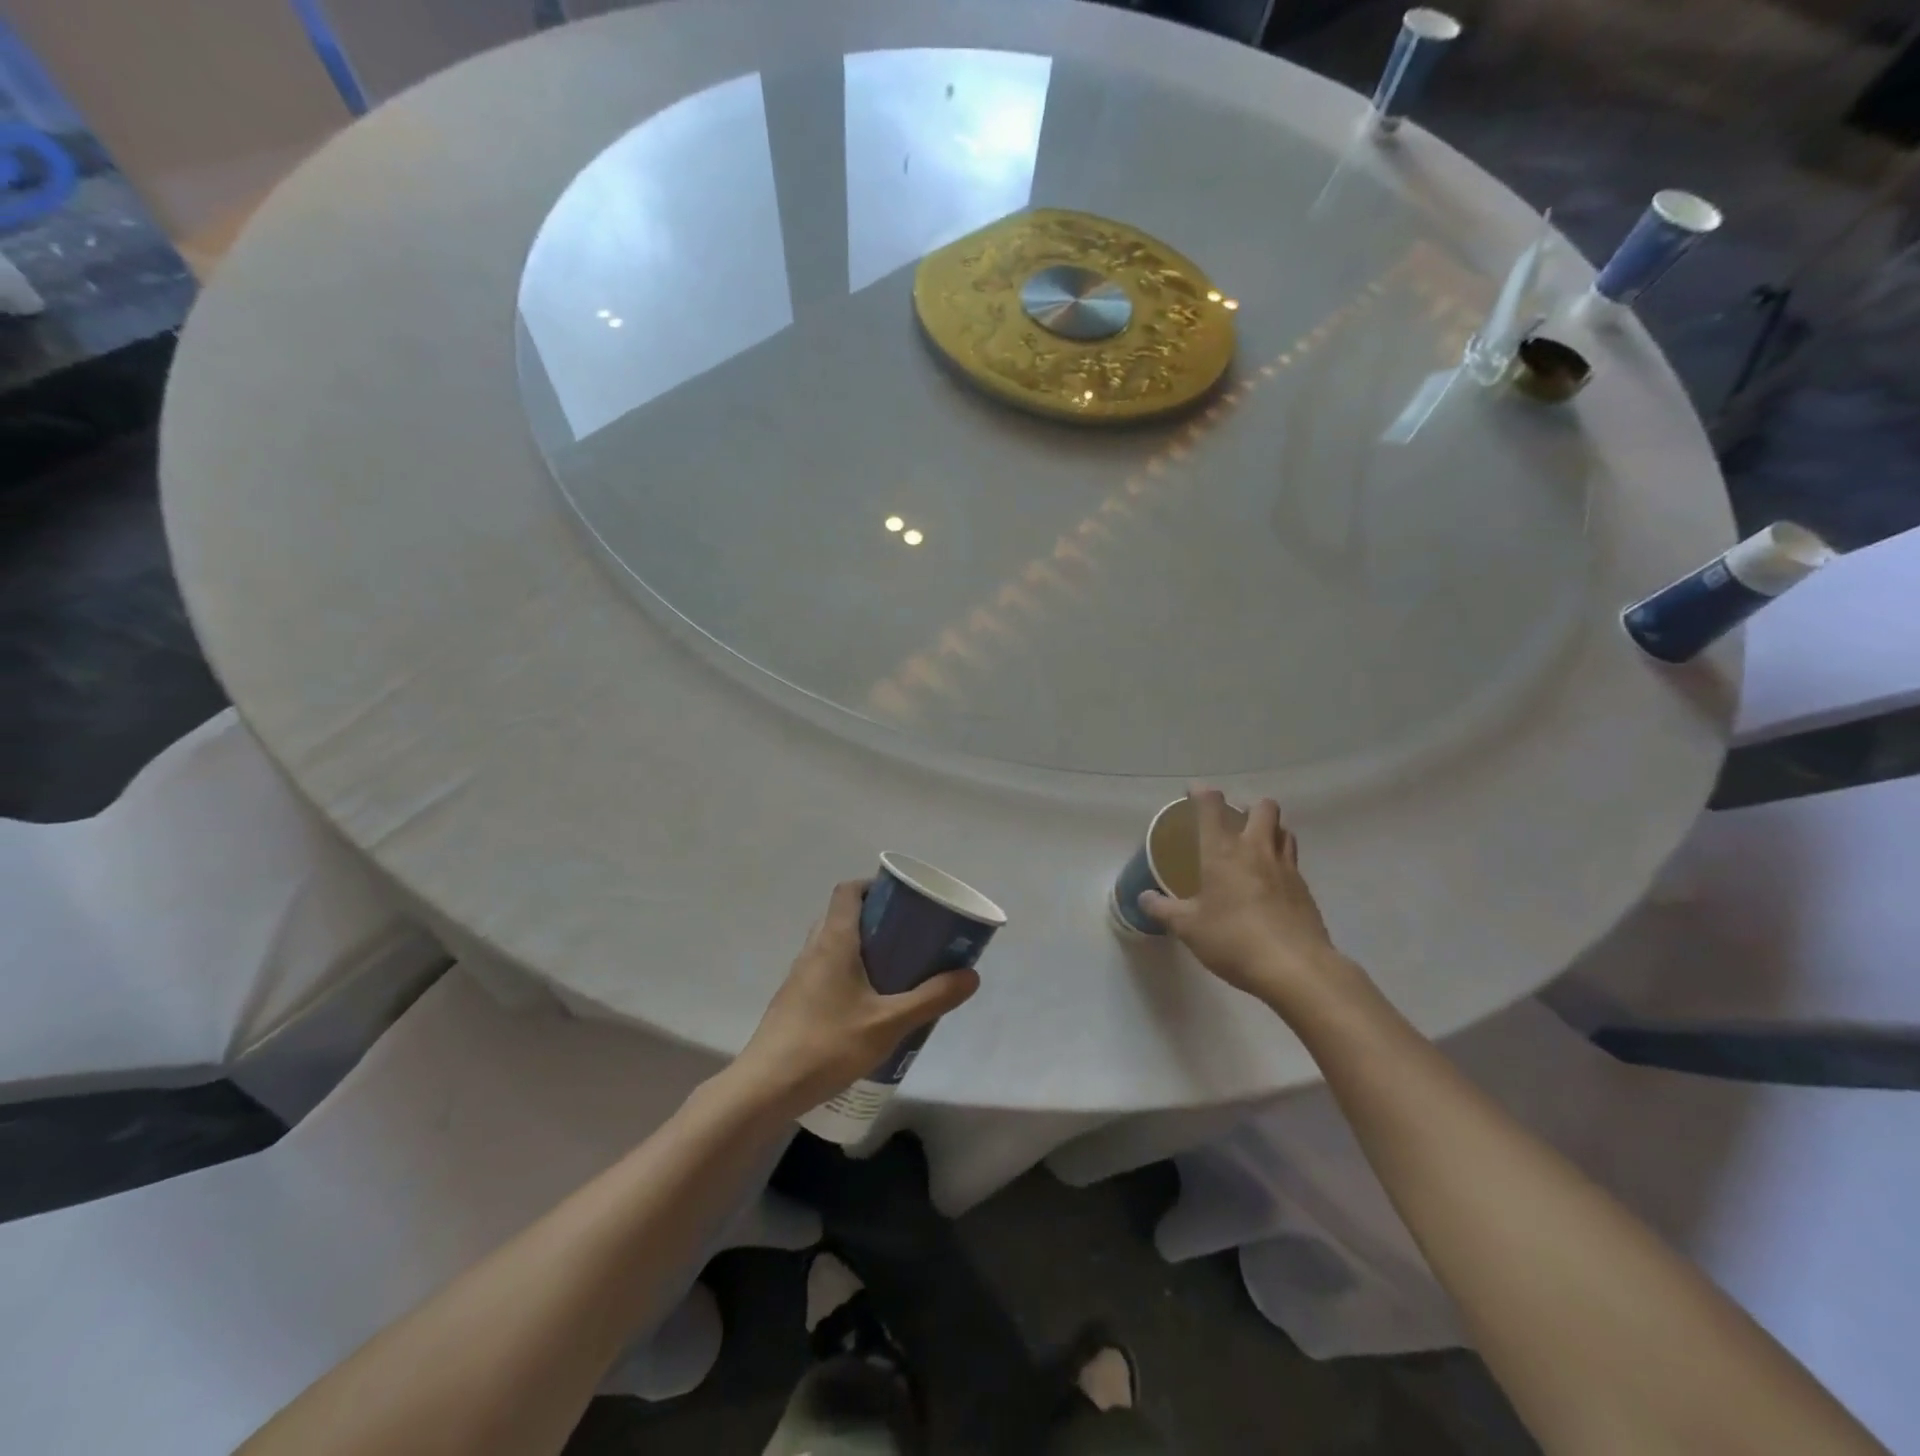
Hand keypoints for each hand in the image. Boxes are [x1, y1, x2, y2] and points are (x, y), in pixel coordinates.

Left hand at [733, 879, 979, 1114]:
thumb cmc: (827, 1044)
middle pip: (842, 915)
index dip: (873, 885)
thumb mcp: (888, 1023)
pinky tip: (868, 1004)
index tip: (902, 899)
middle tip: (908, 935)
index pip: (848, 891)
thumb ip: (931, 998)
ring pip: (832, 944)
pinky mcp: (794, 1001)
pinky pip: (825, 970)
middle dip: (875, 918)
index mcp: (833, 940)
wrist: (766, 1088)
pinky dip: (848, 972)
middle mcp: (813, 949)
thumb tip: (971, 975)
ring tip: (894, 969)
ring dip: (861, 947)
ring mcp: (799, 976)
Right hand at [1140, 789, 1356, 1015]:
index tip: (1195, 792)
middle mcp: (1256, 850)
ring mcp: (1286, 868)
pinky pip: (1292, 861)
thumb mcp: (1188, 928)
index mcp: (1223, 851)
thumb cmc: (1233, 939)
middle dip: (1249, 807)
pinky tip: (1270, 884)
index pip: (1212, 807)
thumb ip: (1163, 910)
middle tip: (1234, 822)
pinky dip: (1281, 862)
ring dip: (1270, 830)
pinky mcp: (1304, 889)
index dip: (1202, 794)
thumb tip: (1144, 898)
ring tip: (1255, 847)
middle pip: (1263, 808)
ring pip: (1284, 830)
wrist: (1295, 968)